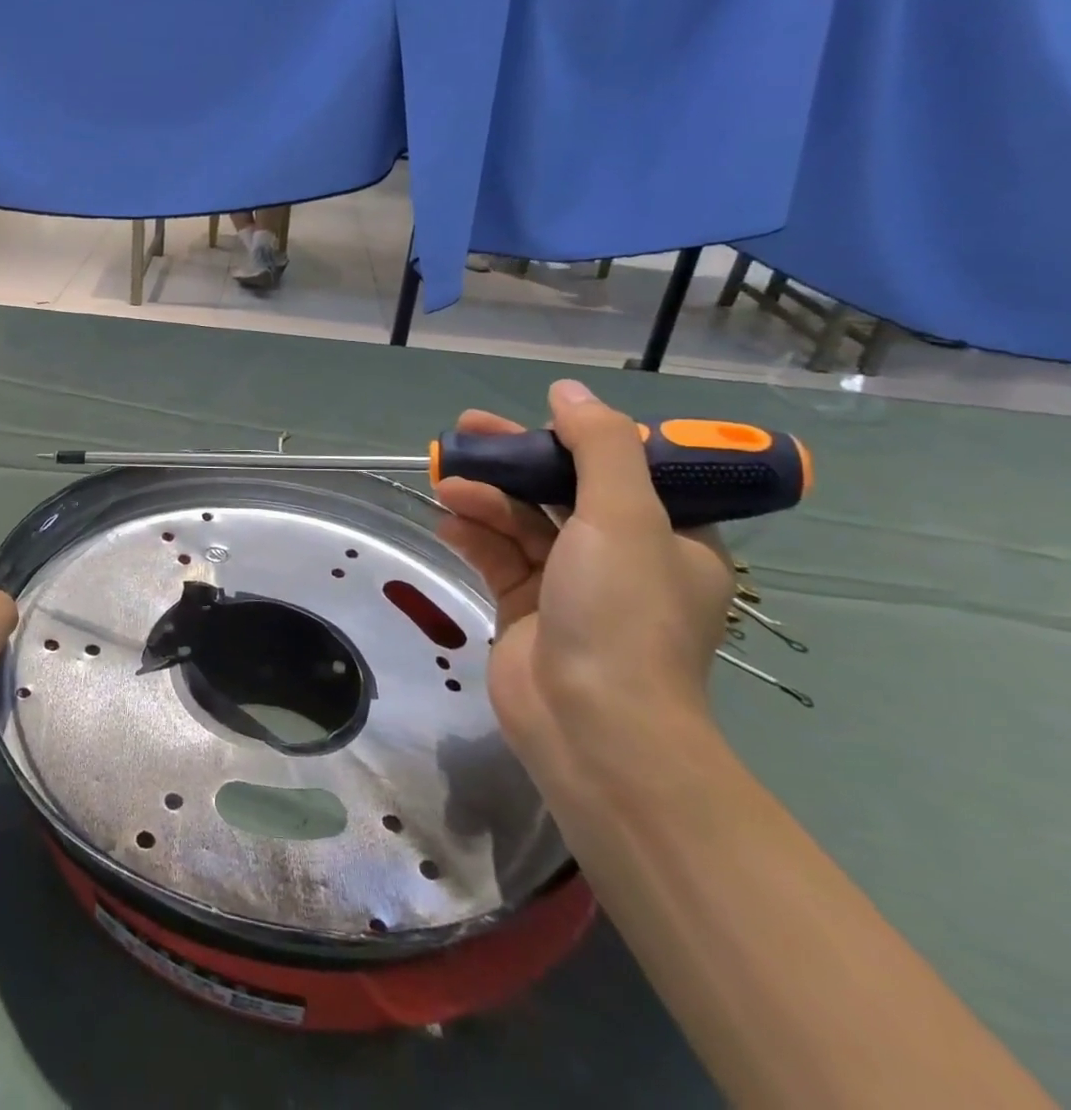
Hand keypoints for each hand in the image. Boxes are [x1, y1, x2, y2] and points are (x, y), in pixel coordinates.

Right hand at [434, 379, 734, 773]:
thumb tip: (567, 389)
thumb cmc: (622, 612)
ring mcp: (569, 585)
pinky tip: (446, 522)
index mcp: (668, 536)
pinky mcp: (525, 608)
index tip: (533, 422)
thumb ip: (597, 445)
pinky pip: (497, 557)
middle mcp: (622, 557)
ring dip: (486, 498)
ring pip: (522, 523)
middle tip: (467, 429)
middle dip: (515, 461)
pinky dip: (473, 536)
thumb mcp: (624, 516)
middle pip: (561, 491)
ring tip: (445, 481)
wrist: (592, 723)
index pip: (623, 470)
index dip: (575, 439)